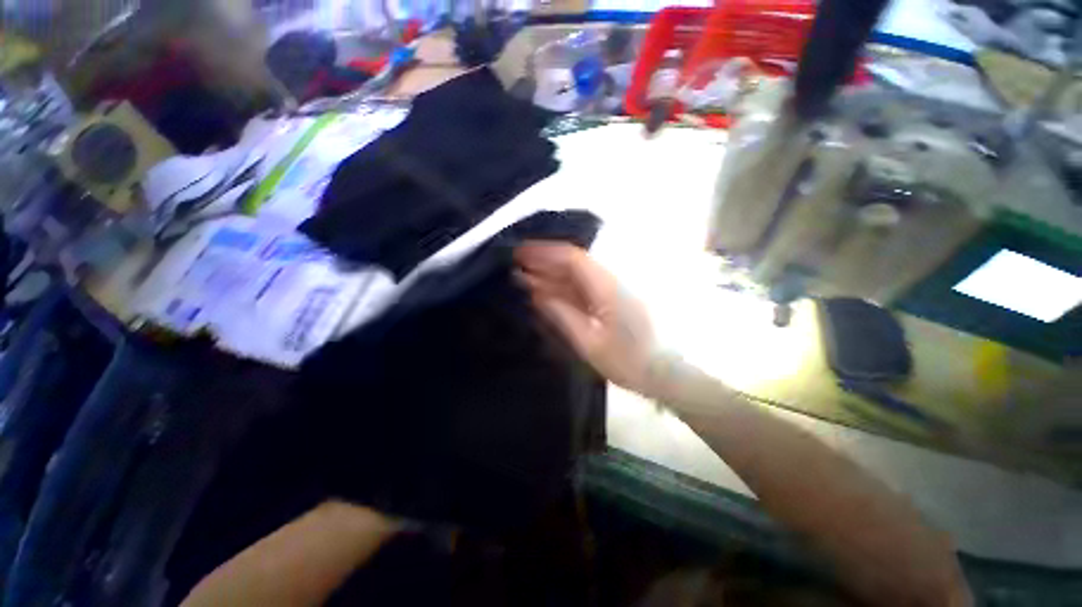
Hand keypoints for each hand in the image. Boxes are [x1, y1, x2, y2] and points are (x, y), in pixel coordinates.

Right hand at [515, 241, 664, 396]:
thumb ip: (562, 315)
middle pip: (572, 264)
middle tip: (515, 264)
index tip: (519, 253)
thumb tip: (537, 295)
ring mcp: (608, 292)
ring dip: (549, 275)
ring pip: (574, 277)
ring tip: (522, 277)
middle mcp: (607, 282)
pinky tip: (543, 294)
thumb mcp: (589, 343)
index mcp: (605, 288)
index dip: (545, 253)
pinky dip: (560, 290)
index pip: (572, 259)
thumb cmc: (627, 361)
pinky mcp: (608, 302)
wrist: (661, 373)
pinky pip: (580, 290)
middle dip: (543, 261)